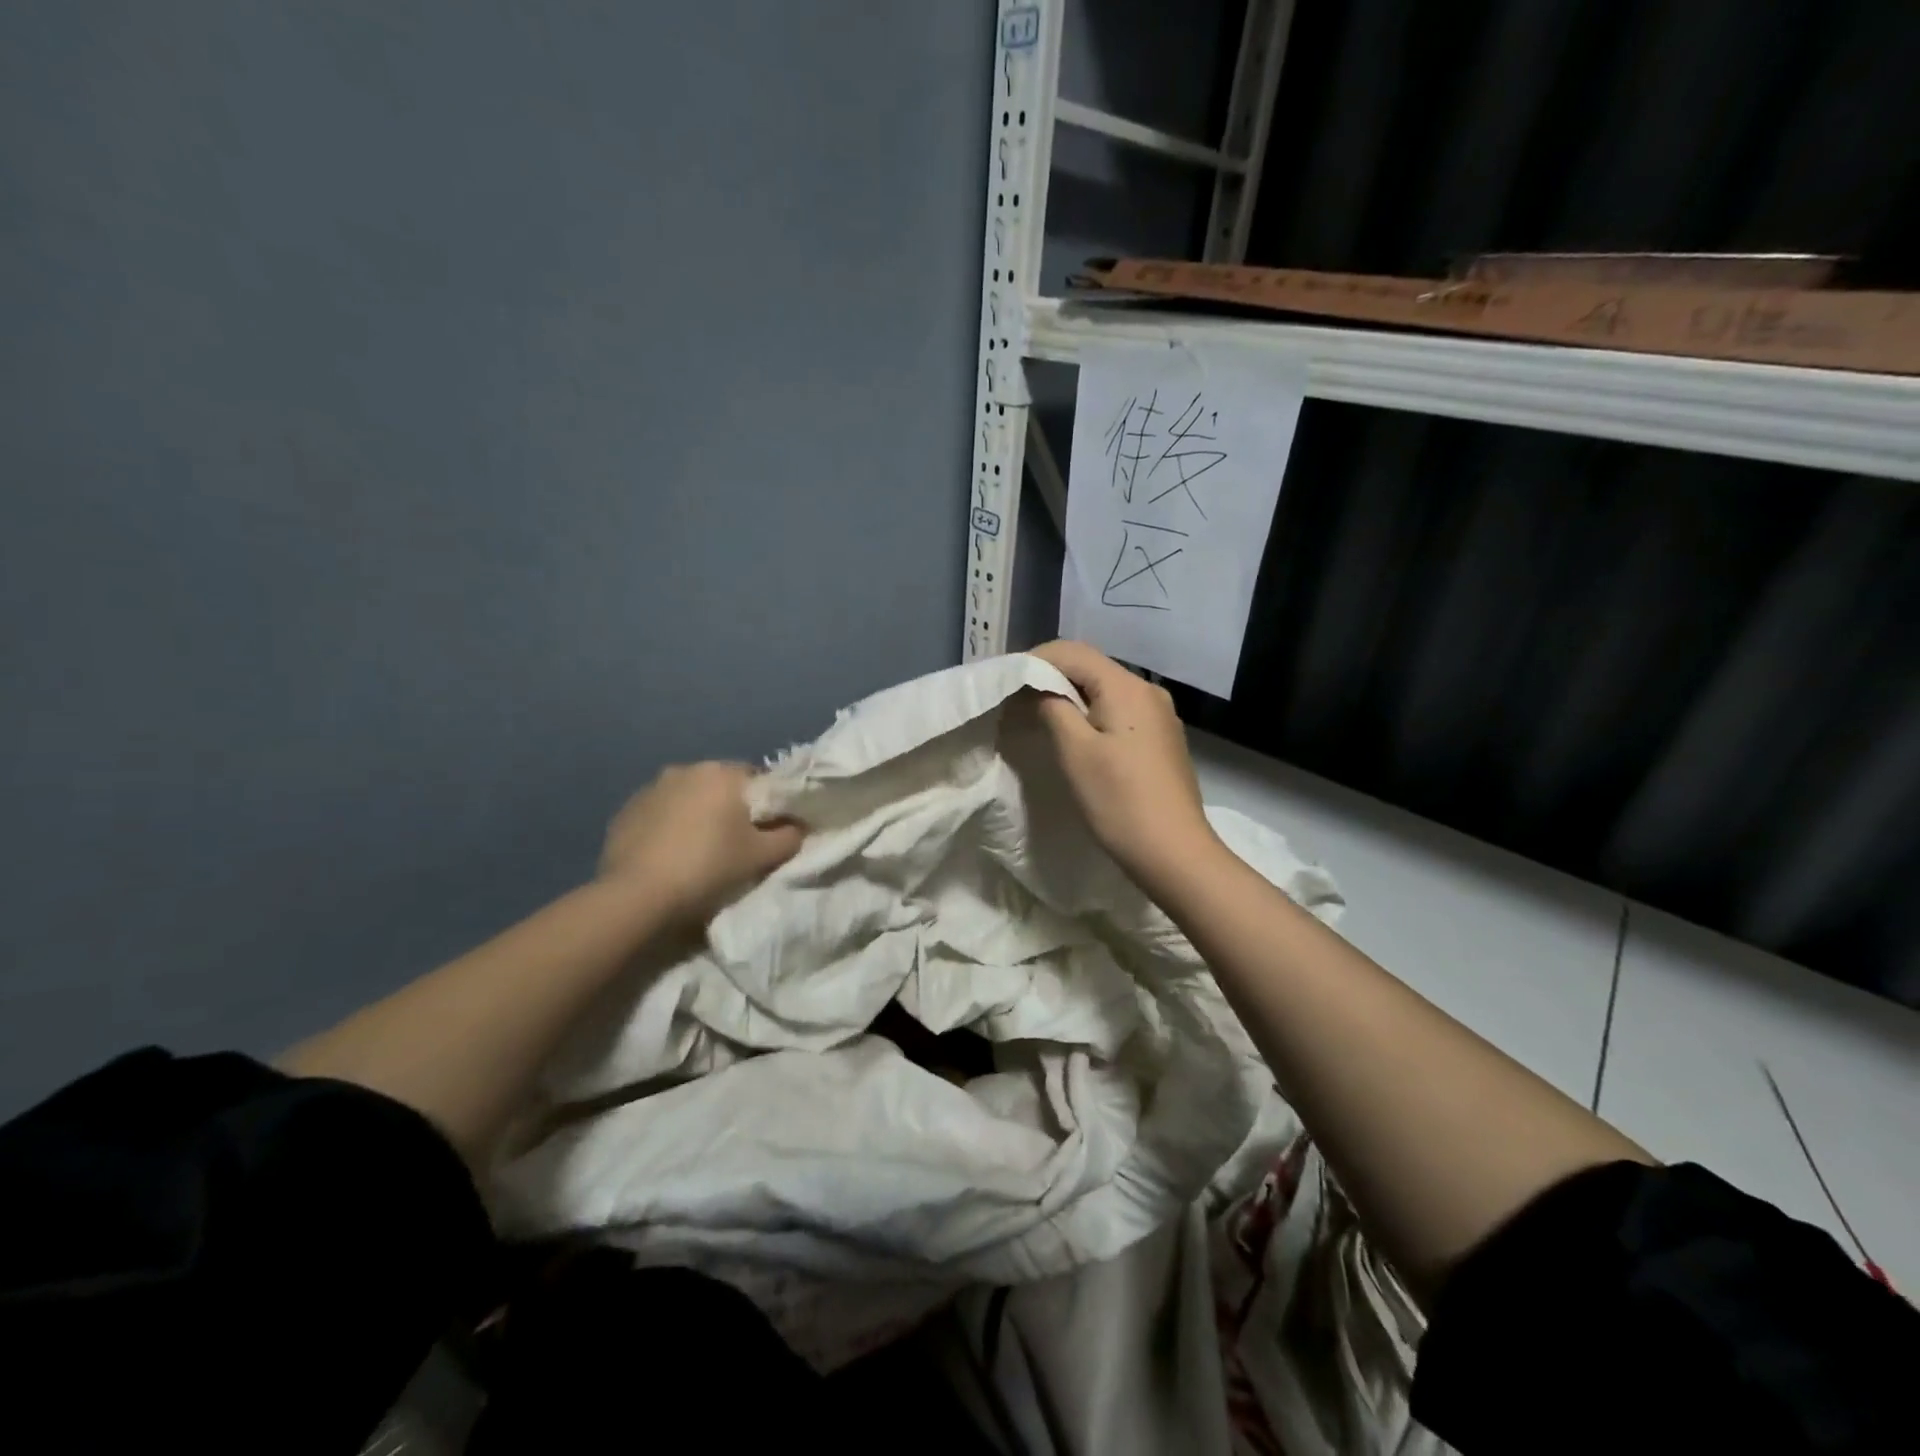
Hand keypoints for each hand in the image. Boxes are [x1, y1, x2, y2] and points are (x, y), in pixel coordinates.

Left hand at [599, 762, 802, 925]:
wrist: (638, 896)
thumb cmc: (709, 867)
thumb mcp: (762, 857)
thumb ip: (789, 836)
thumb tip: (798, 826)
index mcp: (723, 773)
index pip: (758, 778)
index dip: (767, 804)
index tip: (767, 831)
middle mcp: (686, 769)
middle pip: (721, 786)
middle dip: (730, 808)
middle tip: (736, 844)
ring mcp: (651, 788)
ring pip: (688, 798)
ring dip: (697, 815)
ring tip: (699, 852)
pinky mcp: (625, 811)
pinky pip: (660, 813)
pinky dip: (669, 827)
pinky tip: (669, 856)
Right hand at [1028, 640, 1222, 895]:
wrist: (1174, 853)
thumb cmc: (1119, 801)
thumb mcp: (1074, 751)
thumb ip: (1052, 707)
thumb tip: (1038, 687)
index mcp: (1127, 687)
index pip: (1073, 652)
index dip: (1034, 660)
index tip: (1005, 682)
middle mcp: (1148, 691)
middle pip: (1090, 668)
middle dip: (1050, 677)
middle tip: (1015, 700)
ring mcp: (1159, 716)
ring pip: (1104, 691)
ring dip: (1069, 698)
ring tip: (1038, 718)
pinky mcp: (1161, 739)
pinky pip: (1119, 712)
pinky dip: (1091, 715)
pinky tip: (1074, 737)